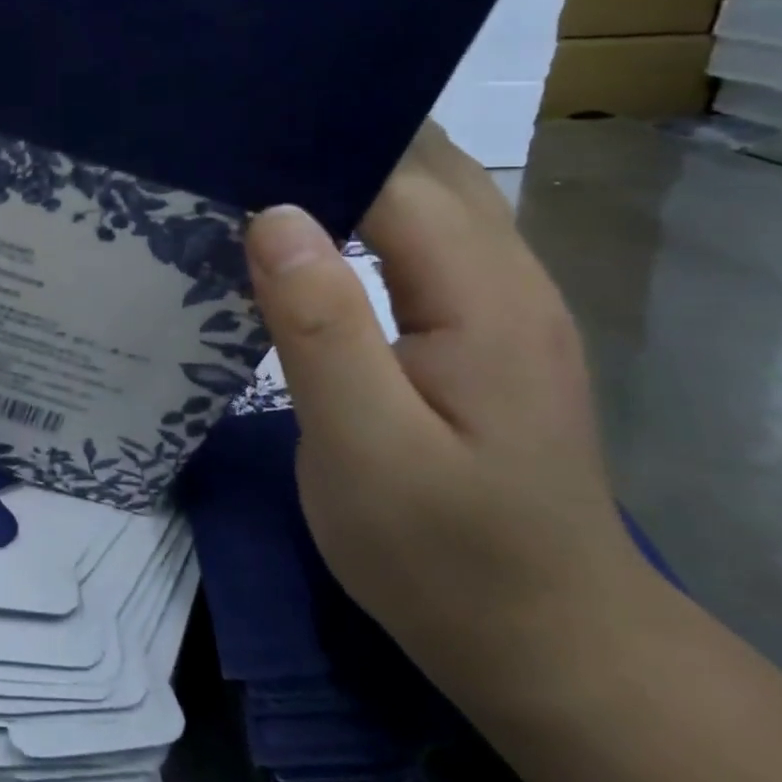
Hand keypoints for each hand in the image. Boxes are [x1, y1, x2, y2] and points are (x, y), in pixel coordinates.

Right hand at [244, 125, 650, 698]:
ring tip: (259, 174)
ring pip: (430, 193)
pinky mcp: (485, 328)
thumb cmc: (445, 556)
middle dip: (335, 139)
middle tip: (235, 145)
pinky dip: (366, 212)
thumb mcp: (365, 449)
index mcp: (483, 296)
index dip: (316, 146)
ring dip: (351, 171)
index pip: (397, 174)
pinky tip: (312, 234)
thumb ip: (320, 326)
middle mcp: (509, 277)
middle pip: (426, 164)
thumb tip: (270, 213)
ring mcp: (504, 301)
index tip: (232, 136)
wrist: (548, 645)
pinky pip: (424, 236)